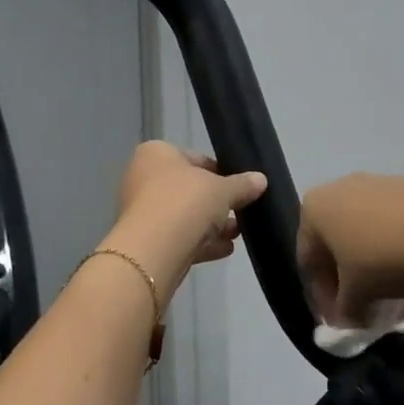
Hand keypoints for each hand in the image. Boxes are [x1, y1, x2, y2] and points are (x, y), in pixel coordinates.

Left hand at [105, 142, 267, 295]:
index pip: (194, 158)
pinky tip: (226, 249)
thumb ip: (242, 185)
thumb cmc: (185, 202)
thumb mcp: (223, 189)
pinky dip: (201, 243)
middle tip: (242, 210)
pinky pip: (179, 238)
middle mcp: (143, 179)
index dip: (220, 172)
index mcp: (156, 154)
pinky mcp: (147, 242)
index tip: (240, 186)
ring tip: (239, 232)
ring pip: (184, 216)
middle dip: (217, 202)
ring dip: (211, 225)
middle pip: (189, 189)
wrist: (154, 249)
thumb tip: (261, 180)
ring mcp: (142, 213)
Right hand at [297, 174, 403, 326]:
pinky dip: (397, 256)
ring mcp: (379, 184)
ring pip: (368, 238)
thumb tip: (349, 319)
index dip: (321, 299)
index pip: (308, 262)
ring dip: (375, 274)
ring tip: (394, 305)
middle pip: (338, 247)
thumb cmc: (384, 257)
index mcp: (315, 209)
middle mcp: (342, 188)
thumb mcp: (356, 296)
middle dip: (350, 286)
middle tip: (365, 315)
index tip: (339, 324)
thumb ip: (344, 311)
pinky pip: (394, 228)